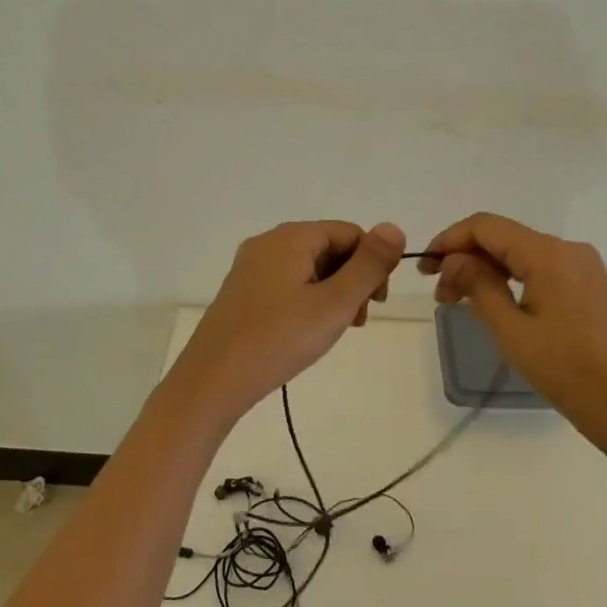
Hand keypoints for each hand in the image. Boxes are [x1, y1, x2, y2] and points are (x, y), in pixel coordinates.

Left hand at [168, 220, 406, 428]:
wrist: (213, 380)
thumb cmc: (279, 339)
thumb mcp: (335, 303)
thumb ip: (369, 265)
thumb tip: (393, 227)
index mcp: (291, 237)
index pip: (348, 232)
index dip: (372, 263)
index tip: (376, 303)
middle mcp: (268, 242)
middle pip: (328, 247)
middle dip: (351, 279)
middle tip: (356, 321)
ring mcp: (251, 266)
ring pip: (308, 267)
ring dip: (331, 292)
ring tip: (334, 330)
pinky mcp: (243, 290)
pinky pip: (287, 282)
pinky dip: (307, 300)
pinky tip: (307, 331)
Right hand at [420, 213, 606, 443]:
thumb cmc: (568, 371)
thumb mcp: (511, 331)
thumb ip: (477, 285)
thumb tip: (452, 260)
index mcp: (548, 254)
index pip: (485, 226)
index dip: (449, 240)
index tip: (424, 266)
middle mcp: (567, 249)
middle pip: (502, 237)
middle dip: (465, 258)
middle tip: (438, 293)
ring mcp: (581, 266)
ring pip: (519, 253)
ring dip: (485, 269)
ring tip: (458, 301)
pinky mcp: (588, 285)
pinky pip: (538, 268)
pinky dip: (509, 278)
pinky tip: (492, 302)